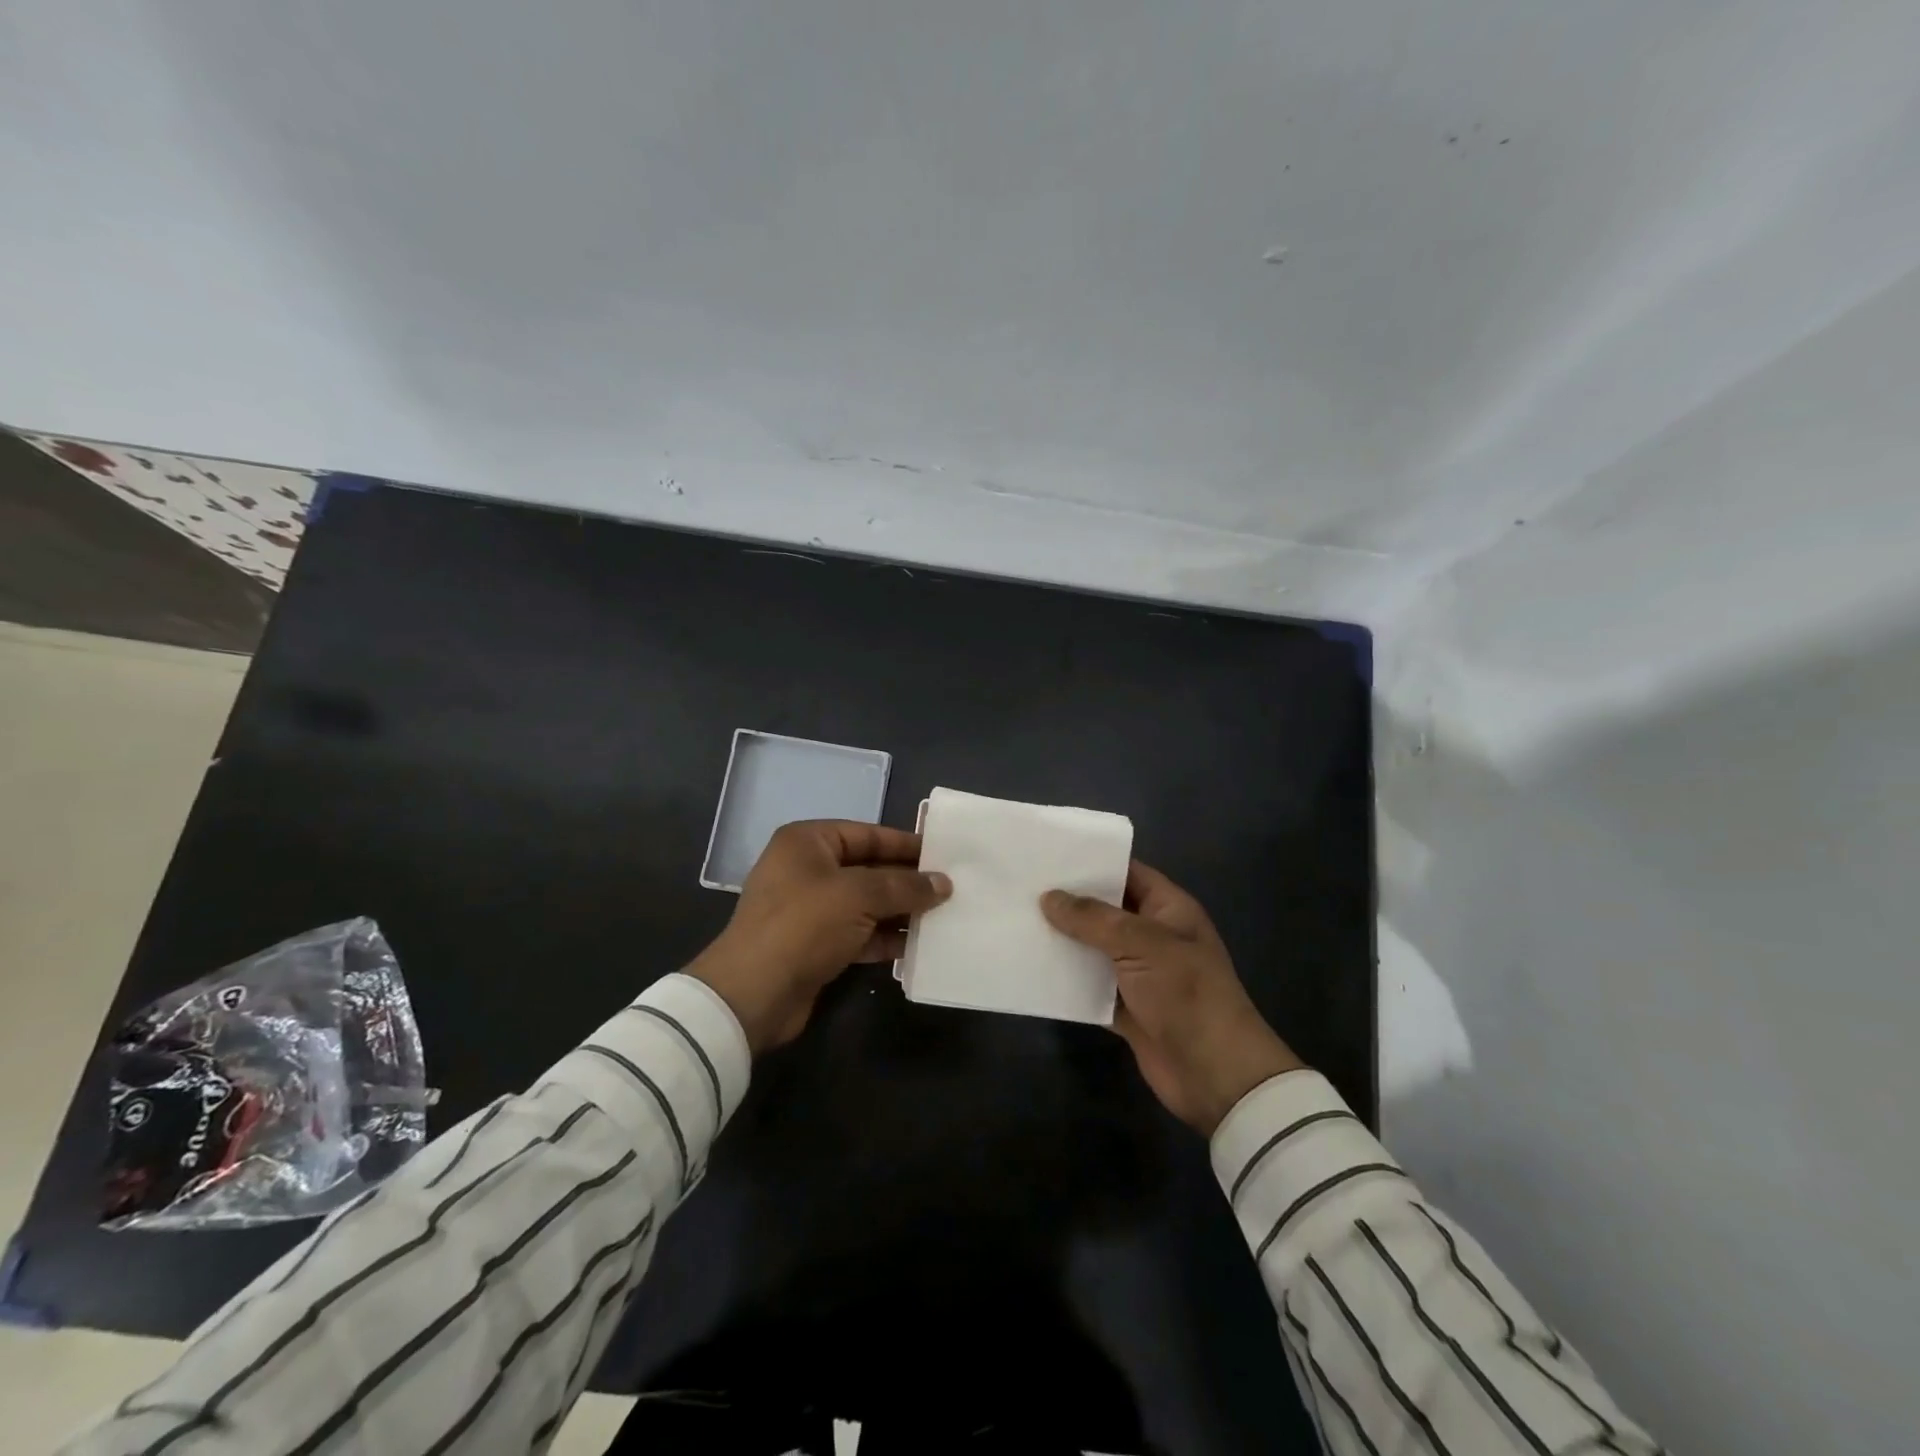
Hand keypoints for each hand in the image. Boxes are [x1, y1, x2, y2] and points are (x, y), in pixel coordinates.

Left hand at [689, 820, 950, 1053]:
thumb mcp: (859, 895)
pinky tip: (919, 946)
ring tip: (944, 917)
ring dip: (901, 912)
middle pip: (869, 869)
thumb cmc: (804, 925)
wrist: (753, 994)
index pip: (867, 834)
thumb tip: (943, 883)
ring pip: (867, 904)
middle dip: (908, 881)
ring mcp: (811, 910)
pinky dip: (886, 938)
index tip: (943, 854)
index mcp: (808, 843)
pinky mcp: (816, 945)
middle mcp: (808, 870)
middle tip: (951, 888)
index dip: (905, 844)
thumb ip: (904, 886)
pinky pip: (859, 933)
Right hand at [1042, 861, 1302, 1135]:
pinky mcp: (1124, 1007)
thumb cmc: (1186, 993)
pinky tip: (1031, 968)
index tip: (1049, 855)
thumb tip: (1049, 896)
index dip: (1093, 862)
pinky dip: (1066, 980)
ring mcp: (1138, 973)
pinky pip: (1088, 986)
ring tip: (1017, 921)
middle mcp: (1152, 936)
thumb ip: (1093, 919)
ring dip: (1063, 940)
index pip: (1128, 872)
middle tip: (1022, 885)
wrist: (1215, 1074)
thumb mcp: (1142, 944)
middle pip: (1105, 910)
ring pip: (1093, 948)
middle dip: (1069, 901)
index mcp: (1169, 910)